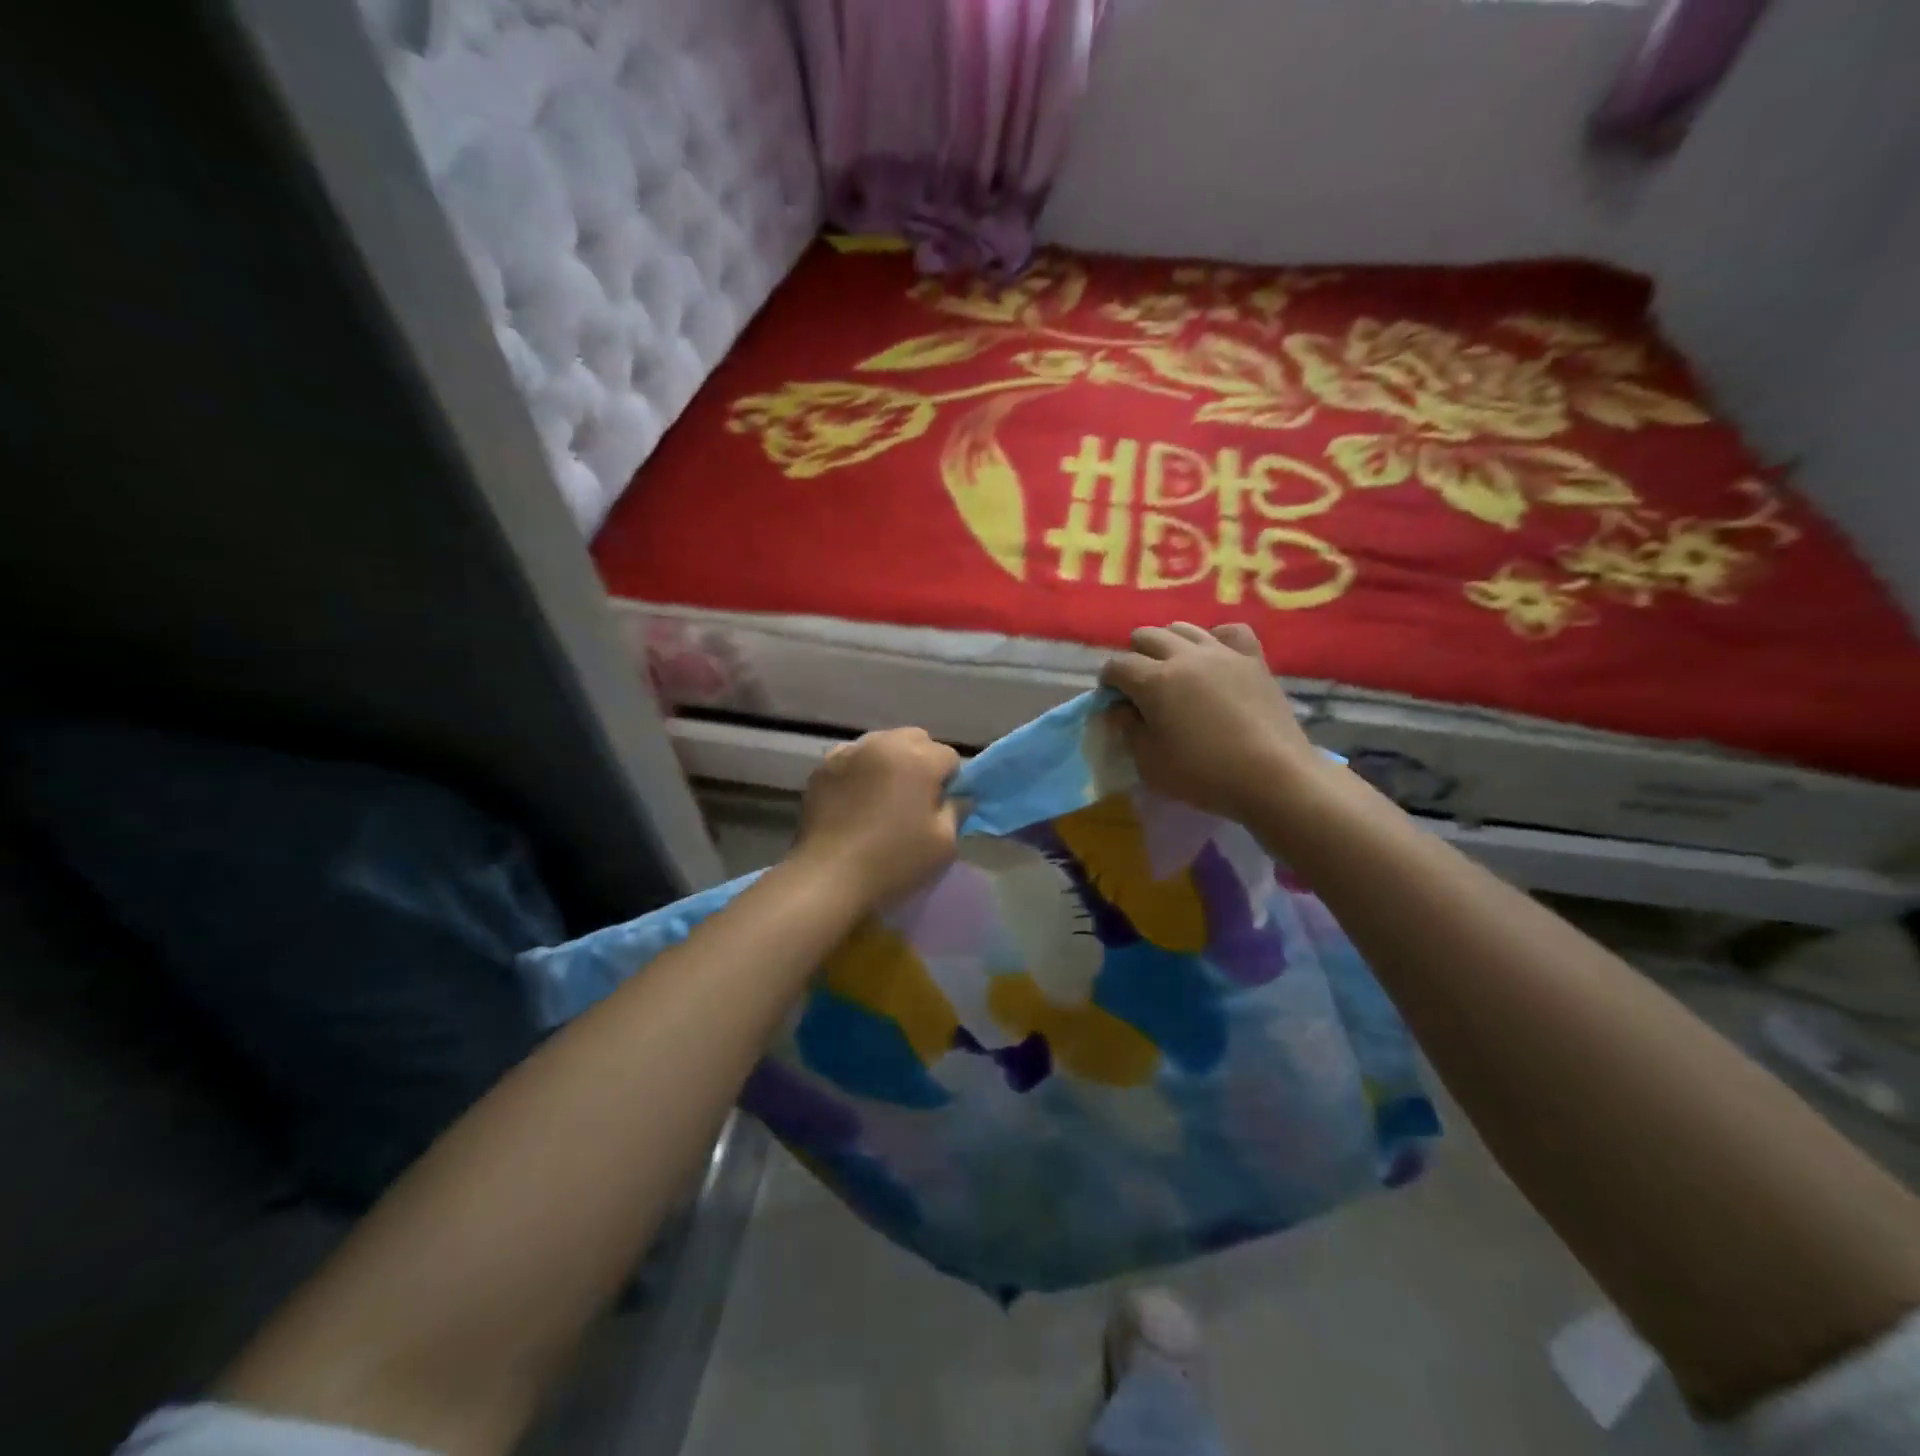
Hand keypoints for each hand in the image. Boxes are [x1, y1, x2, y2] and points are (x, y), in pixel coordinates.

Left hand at [794, 728, 961, 909]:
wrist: (829, 877)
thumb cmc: (894, 862)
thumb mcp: (944, 844)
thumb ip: (957, 811)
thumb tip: (957, 797)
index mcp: (919, 758)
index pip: (949, 757)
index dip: (949, 782)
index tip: (939, 808)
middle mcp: (885, 744)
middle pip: (915, 740)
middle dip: (921, 762)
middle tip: (914, 799)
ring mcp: (850, 752)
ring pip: (882, 744)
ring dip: (890, 763)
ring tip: (881, 797)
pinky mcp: (823, 767)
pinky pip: (852, 758)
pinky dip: (860, 770)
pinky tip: (855, 799)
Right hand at [1100, 623, 1323, 819]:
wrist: (1273, 776)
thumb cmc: (1203, 774)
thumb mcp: (1150, 763)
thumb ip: (1128, 730)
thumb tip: (1119, 709)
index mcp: (1154, 681)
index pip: (1117, 665)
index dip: (1108, 681)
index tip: (1112, 699)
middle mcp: (1185, 656)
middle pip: (1147, 636)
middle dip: (1135, 656)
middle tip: (1140, 685)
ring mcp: (1222, 653)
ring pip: (1184, 628)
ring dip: (1169, 644)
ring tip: (1173, 669)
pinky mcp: (1253, 660)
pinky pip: (1230, 632)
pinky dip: (1215, 639)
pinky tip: (1214, 657)